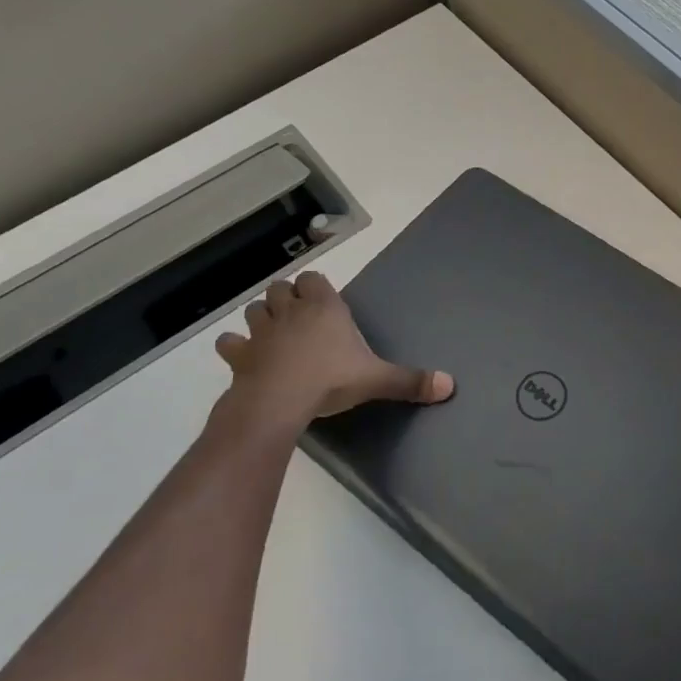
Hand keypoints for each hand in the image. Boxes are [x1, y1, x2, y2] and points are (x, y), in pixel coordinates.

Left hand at [210, 270, 453, 452]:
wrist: (279, 401)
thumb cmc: (331, 379)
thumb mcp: (376, 379)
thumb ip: (411, 381)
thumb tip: (450, 386)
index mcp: (324, 307)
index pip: (313, 279)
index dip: (315, 288)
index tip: (322, 303)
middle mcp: (291, 311)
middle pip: (281, 288)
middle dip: (286, 298)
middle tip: (299, 318)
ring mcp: (261, 331)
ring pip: (255, 309)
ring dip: (262, 317)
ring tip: (272, 333)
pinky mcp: (240, 355)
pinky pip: (230, 343)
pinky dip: (234, 346)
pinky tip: (242, 356)